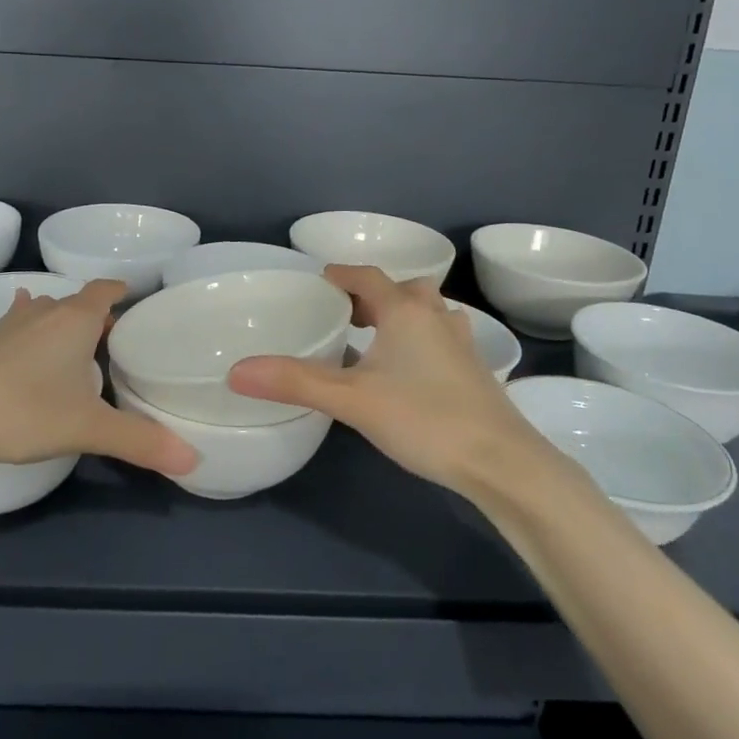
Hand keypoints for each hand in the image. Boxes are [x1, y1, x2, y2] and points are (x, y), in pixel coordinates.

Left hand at [0, 280, 196, 476]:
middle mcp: (46, 310)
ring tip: (82, 347)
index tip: (140, 306)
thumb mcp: (87, 428)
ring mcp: (13, 323)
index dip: (123, 293)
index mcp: (76, 319)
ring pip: (50, 311)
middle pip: (81, 302)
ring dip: (67, 323)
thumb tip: (192, 459)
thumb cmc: (23, 410)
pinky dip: (34, 327)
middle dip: (100, 316)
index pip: (106, 290)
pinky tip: (29, 335)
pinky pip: (22, 323)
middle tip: (120, 344)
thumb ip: (139, 440)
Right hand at [228, 265, 535, 491]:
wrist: (502, 463)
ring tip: (371, 338)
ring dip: (397, 315)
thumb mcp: (352, 400)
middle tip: (342, 314)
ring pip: (424, 312)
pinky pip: (438, 337)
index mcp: (405, 310)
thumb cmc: (425, 419)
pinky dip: (417, 339)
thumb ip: (295, 382)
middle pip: (400, 289)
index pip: (367, 276)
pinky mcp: (474, 370)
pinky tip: (405, 370)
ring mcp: (461, 343)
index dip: (340, 275)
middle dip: (369, 296)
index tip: (317, 283)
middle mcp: (436, 316)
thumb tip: (236, 371)